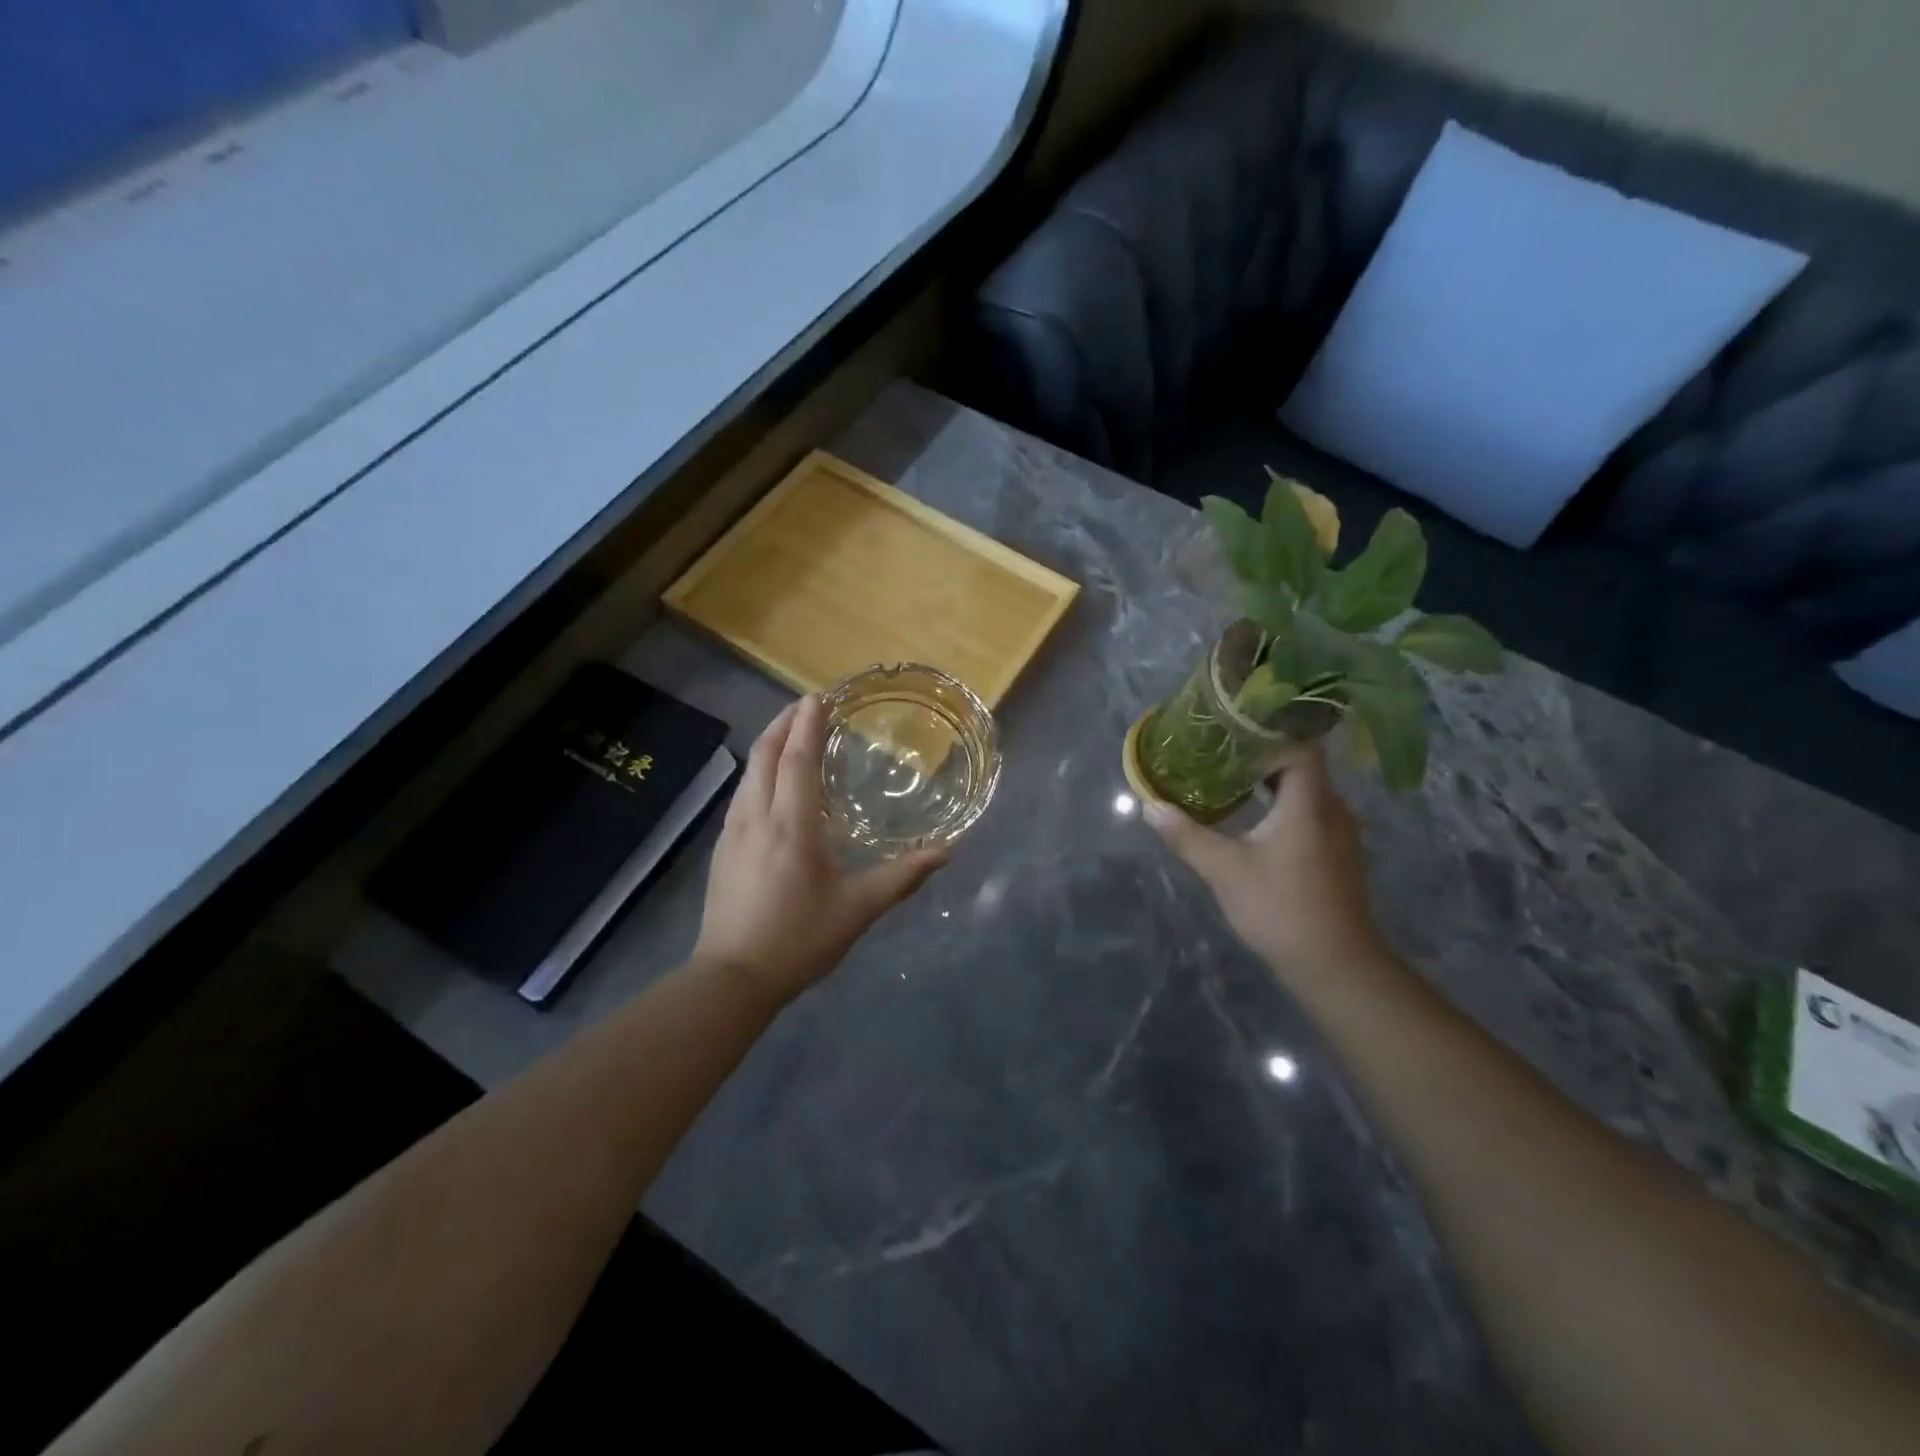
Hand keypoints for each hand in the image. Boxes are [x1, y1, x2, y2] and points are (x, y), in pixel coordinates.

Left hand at [695, 695, 947, 1003]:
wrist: (733, 978)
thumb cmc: (799, 939)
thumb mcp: (858, 909)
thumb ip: (902, 877)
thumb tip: (945, 852)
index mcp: (791, 825)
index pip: (796, 759)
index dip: (806, 725)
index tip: (817, 697)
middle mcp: (757, 817)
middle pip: (765, 756)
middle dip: (782, 723)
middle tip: (805, 705)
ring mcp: (733, 832)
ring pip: (749, 774)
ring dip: (769, 745)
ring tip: (790, 735)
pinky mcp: (723, 848)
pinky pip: (743, 794)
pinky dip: (760, 773)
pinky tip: (771, 785)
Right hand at [1143, 744, 1389, 986]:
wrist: (1336, 965)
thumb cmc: (1281, 909)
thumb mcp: (1225, 870)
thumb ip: (1187, 834)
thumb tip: (1150, 806)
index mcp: (1310, 803)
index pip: (1299, 746)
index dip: (1269, 731)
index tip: (1232, 726)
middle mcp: (1333, 809)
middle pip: (1301, 765)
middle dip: (1261, 754)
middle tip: (1219, 749)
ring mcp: (1340, 833)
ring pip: (1306, 790)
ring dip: (1270, 781)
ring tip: (1229, 777)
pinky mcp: (1338, 854)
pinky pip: (1311, 812)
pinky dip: (1282, 805)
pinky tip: (1254, 817)